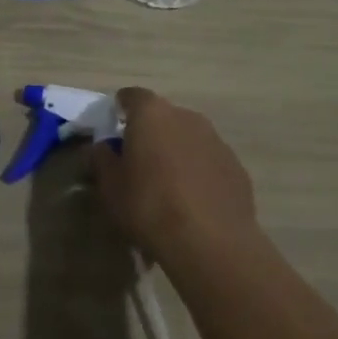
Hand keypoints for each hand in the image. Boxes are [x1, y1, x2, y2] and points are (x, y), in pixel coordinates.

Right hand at [90, 88, 260, 266]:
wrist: (210, 241)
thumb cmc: (149, 206)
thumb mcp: (111, 187)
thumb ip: (102, 160)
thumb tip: (102, 147)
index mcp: (152, 114)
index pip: (131, 96)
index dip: (120, 109)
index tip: (113, 125)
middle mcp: (186, 117)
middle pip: (162, 116)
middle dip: (150, 132)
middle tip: (138, 160)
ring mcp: (216, 140)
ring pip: (188, 137)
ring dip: (175, 151)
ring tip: (166, 183)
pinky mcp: (236, 165)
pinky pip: (208, 160)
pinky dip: (198, 171)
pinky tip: (192, 200)